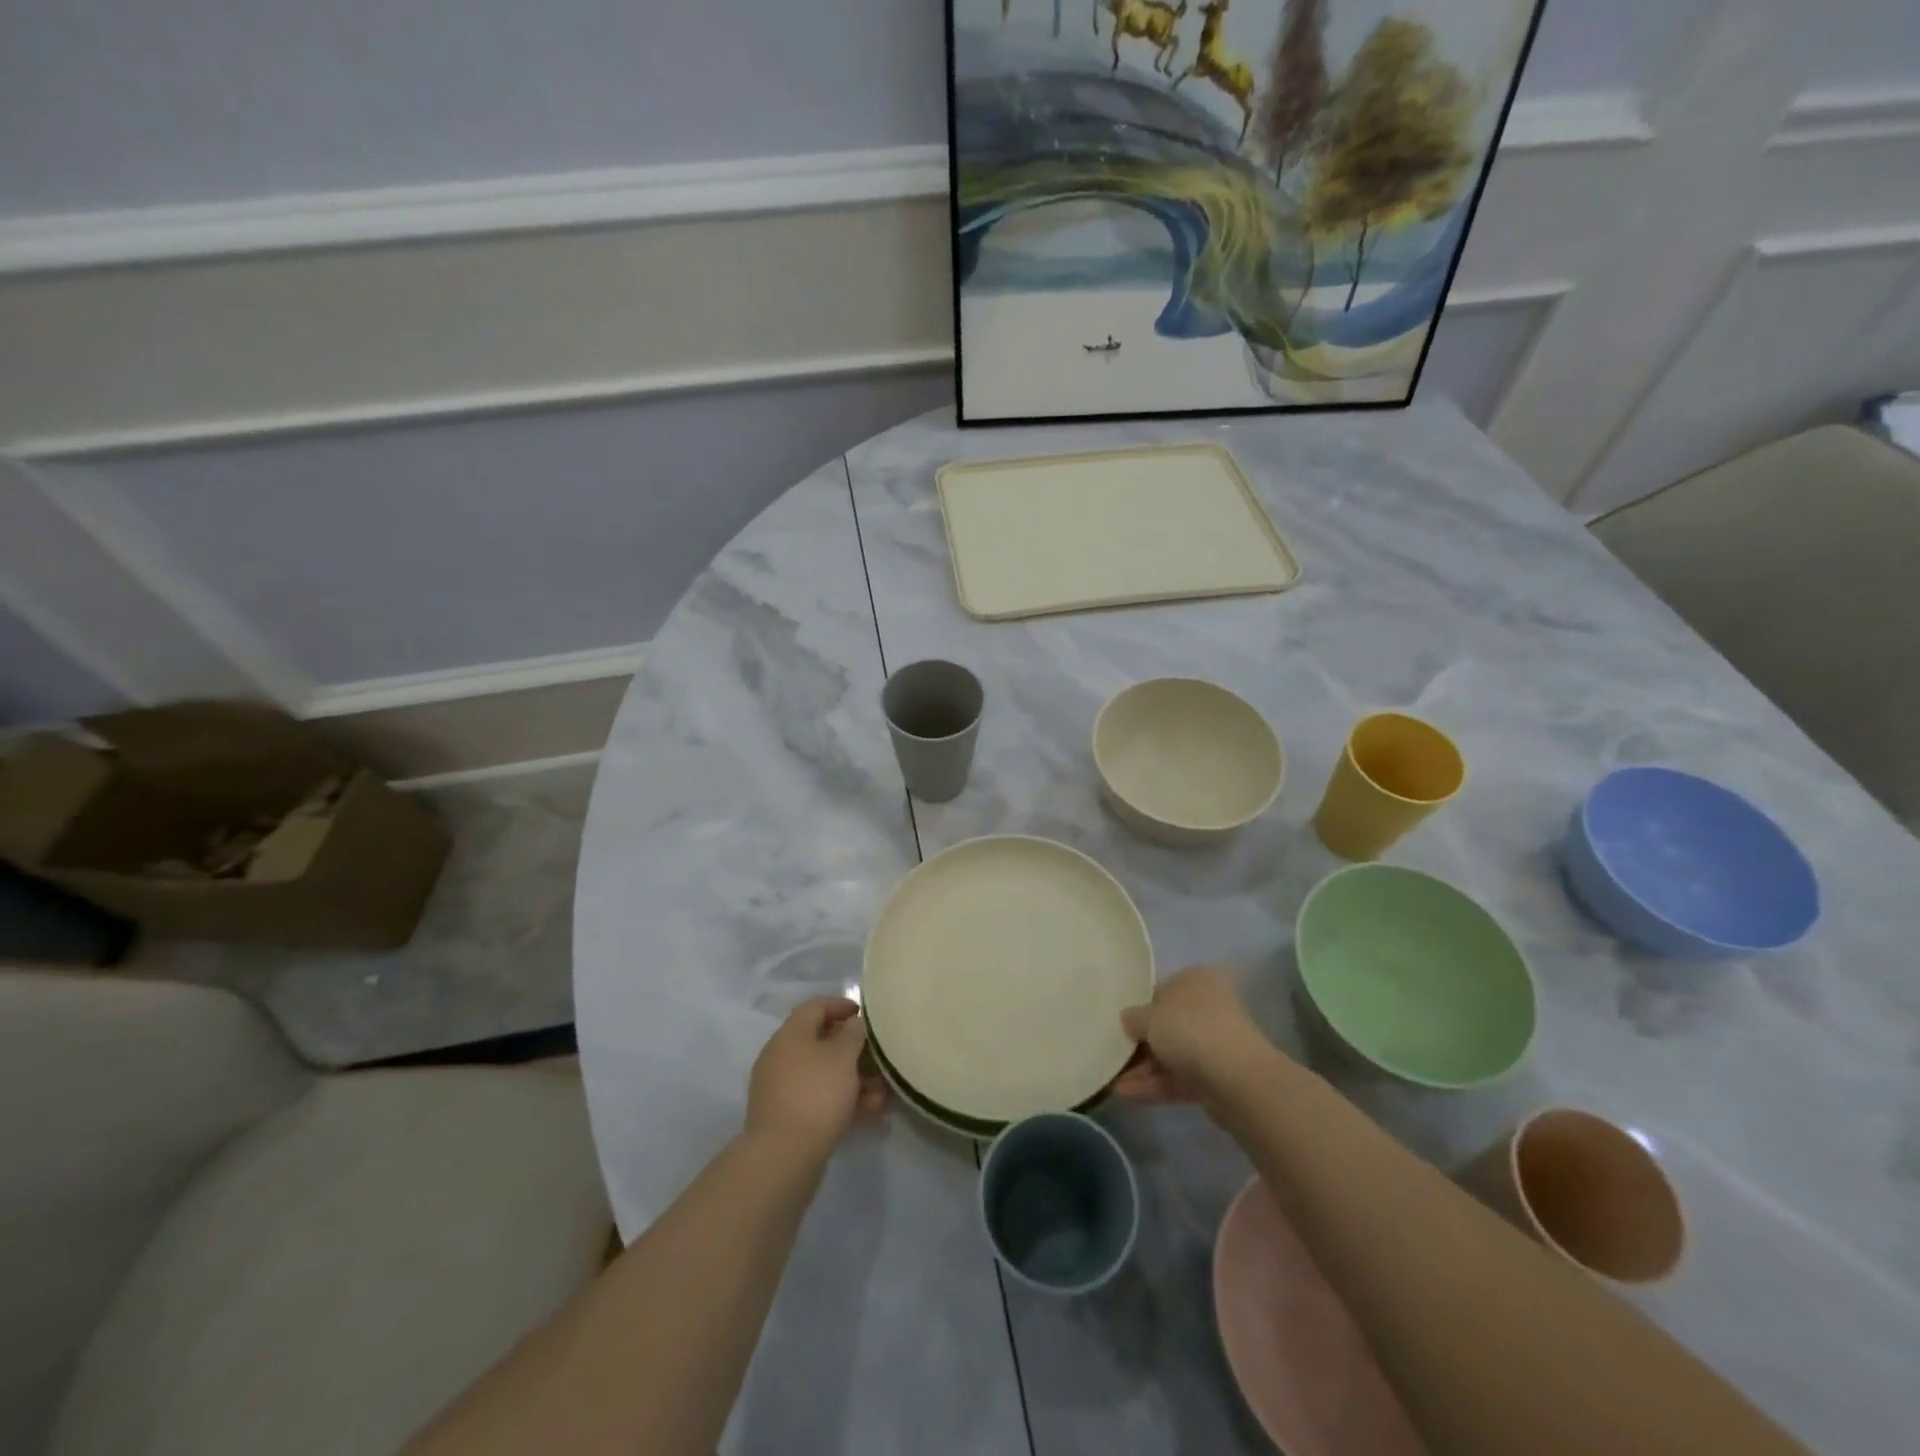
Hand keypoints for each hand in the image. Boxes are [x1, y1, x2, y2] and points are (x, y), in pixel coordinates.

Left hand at [745, 998, 886, 1155]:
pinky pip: (819, 1099)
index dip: (841, 1005)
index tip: (866, 1015)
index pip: (815, 1007)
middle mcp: (781, 1057)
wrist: (783, 1157)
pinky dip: (843, 1100)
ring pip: (823, 1074)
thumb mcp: (843, 1056)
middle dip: (853, 1049)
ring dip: (854, 1078)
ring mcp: (782, 1089)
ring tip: (882, 1091)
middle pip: (820, 1042)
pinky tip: (870, 1111)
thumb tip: (853, 1023)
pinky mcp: (787, 1118)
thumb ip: (853, 1033)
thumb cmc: (816, 1093)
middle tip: (878, 1055)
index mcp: (790, 1035)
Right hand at [1111, 965, 1272, 1106]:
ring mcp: (1215, 1045)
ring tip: (1111, 1082)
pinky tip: (1126, 1094)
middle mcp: (1210, 1007)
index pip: (1161, 990)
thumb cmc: (1190, 1030)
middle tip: (1111, 1054)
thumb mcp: (1149, 1016)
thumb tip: (1127, 1019)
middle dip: (1138, 1044)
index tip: (1116, 1024)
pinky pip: (1179, 1078)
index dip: (1137, 1007)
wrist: (1237, 1080)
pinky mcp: (1217, 1078)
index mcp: (1198, 980)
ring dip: (1142, 1069)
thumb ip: (1133, 1017)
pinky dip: (1155, 1085)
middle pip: (1166, 1025)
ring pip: (1172, 1054)